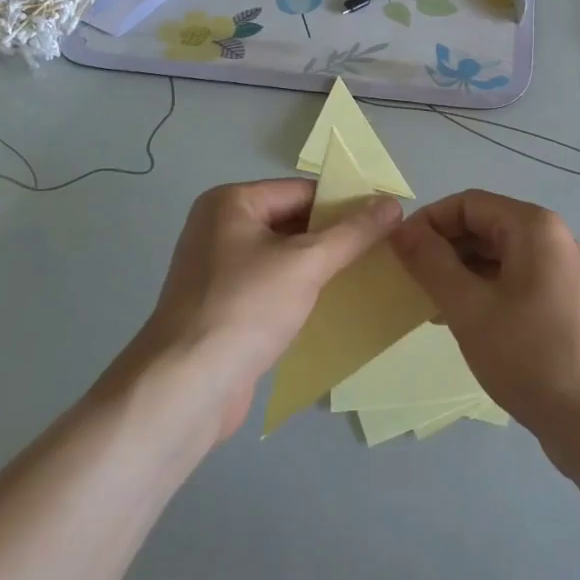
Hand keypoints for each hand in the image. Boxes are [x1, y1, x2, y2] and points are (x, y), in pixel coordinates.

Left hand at [139, 179, 401, 441]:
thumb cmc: (246, 308)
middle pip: (293, 222)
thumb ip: (352, 232)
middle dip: (335, 237)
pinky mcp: (223, 307)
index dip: (346, 204)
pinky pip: (272, 286)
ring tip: (369, 275)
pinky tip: (334, 306)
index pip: (302, 192)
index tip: (387, 221)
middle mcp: (220, 227)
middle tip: (384, 249)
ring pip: (284, 257)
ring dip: (321, 267)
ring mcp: (218, 269)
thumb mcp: (307, 263)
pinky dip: (301, 292)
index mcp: (231, 202)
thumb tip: (393, 203)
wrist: (186, 388)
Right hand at [391, 191, 579, 443]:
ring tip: (429, 304)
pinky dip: (483, 290)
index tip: (397, 252)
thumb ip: (431, 262)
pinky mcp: (562, 301)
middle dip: (443, 248)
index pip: (468, 203)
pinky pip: (513, 279)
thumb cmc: (531, 357)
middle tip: (410, 281)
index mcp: (533, 227)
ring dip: (460, 271)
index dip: (428, 222)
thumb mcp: (470, 308)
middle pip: (484, 225)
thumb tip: (400, 229)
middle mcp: (551, 238)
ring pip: (497, 255)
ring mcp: (560, 271)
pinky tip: (460, 320)